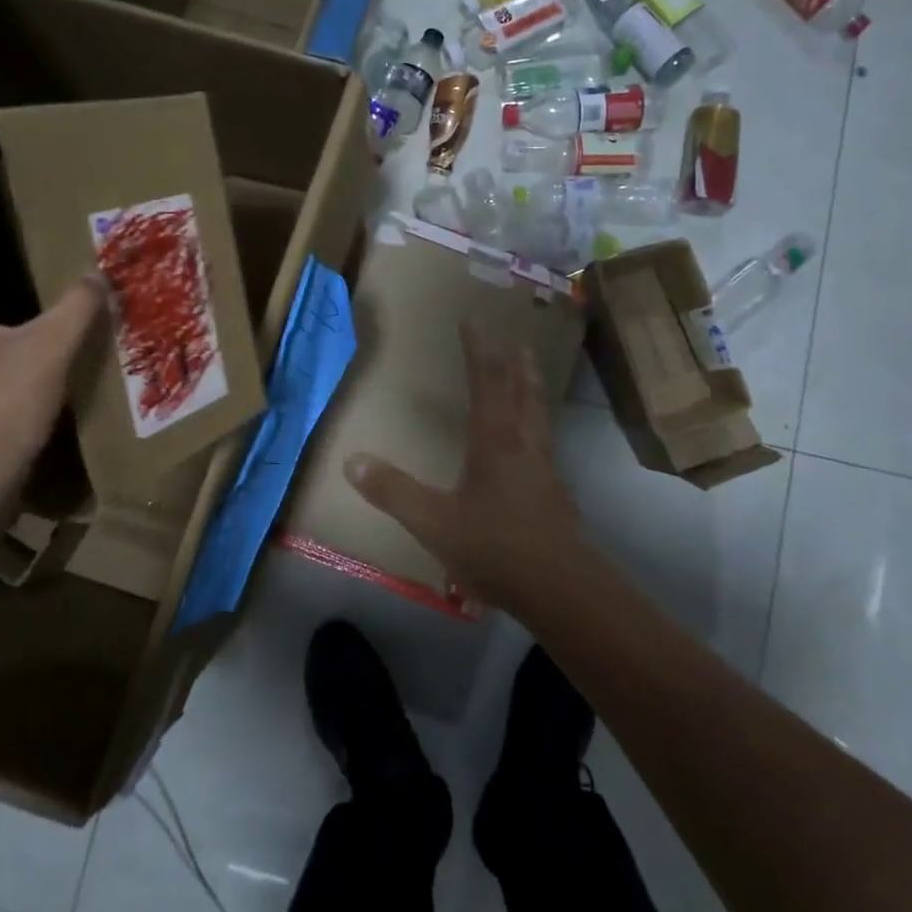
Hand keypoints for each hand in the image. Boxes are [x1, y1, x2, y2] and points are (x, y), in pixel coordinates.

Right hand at [345, 323, 587, 609]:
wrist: (558, 589)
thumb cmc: (494, 548)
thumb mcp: (434, 522)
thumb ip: (393, 491)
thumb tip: (352, 461)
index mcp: (495, 443)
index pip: (487, 384)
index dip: (479, 351)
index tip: (473, 323)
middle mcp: (525, 448)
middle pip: (525, 395)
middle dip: (518, 365)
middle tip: (517, 342)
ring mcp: (546, 472)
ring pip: (541, 420)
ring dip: (534, 393)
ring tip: (531, 379)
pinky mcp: (556, 497)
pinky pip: (546, 449)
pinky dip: (539, 432)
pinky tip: (534, 451)